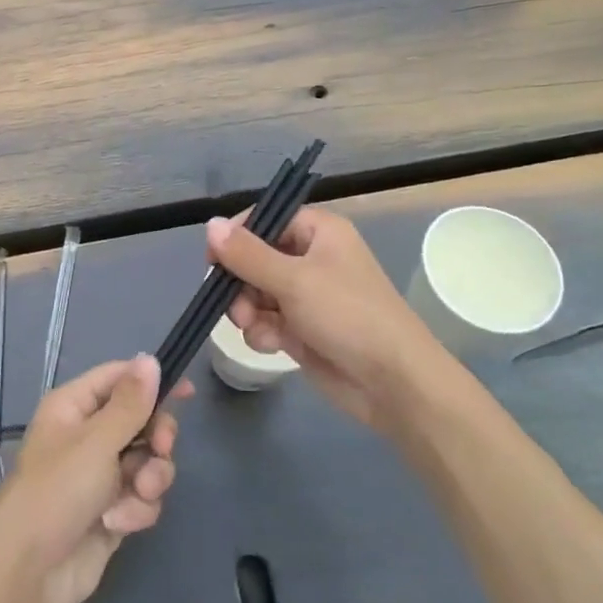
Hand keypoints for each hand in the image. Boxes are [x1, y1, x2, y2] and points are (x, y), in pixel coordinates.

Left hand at [0, 355, 188, 602]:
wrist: (29, 574)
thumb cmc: (57, 491)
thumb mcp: (97, 440)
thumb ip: (130, 402)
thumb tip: (150, 359)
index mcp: (74, 407)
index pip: (119, 378)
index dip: (151, 382)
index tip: (187, 393)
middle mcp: (88, 436)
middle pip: (141, 421)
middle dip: (156, 437)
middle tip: (161, 448)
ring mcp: (100, 476)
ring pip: (147, 461)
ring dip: (150, 477)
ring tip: (137, 493)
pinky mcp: (112, 511)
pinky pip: (142, 497)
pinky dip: (137, 508)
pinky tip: (119, 522)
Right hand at [209, 207, 443, 429]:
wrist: (392, 383)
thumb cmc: (348, 316)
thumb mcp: (294, 280)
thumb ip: (247, 254)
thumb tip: (210, 224)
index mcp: (318, 231)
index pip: (265, 219)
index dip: (236, 237)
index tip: (214, 260)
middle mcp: (311, 257)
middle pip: (253, 258)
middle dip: (239, 283)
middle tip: (237, 304)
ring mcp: (306, 295)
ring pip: (254, 292)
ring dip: (246, 310)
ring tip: (254, 327)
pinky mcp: (301, 328)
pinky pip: (265, 320)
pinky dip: (262, 331)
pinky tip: (271, 345)